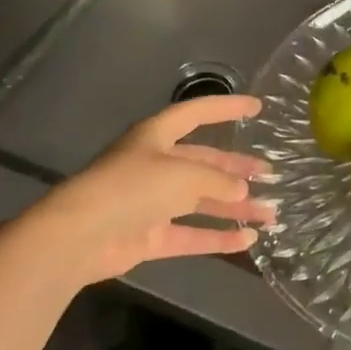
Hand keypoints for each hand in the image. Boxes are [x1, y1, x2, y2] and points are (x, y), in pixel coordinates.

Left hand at [24, 95, 276, 283]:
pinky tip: (247, 241)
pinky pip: (190, 235)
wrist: (80, 236)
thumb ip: (218, 181)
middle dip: (237, 169)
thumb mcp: (183, 175)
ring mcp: (152, 203)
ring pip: (202, 201)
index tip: (258, 108)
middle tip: (271, 174)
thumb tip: (242, 191)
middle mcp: (156, 165)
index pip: (198, 113)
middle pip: (204, 163)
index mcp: (158, 136)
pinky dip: (217, 238)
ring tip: (271, 212)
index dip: (227, 108)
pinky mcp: (149, 236)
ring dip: (235, 207)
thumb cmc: (133, 187)